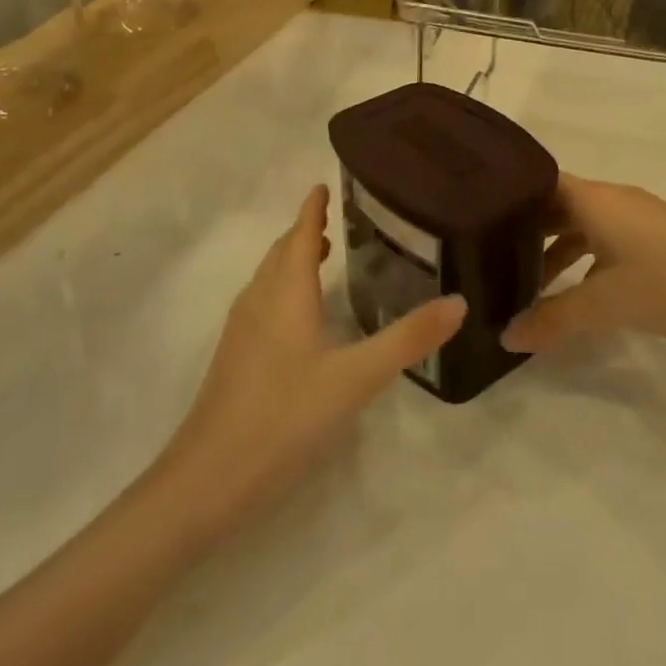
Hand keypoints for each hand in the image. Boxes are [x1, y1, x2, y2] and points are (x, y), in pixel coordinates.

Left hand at [158, 185, 465, 537]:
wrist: (207, 480)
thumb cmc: (284, 417)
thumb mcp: (356, 378)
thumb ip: (408, 339)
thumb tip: (459, 302)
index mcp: (285, 293)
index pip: (298, 234)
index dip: (311, 208)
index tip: (324, 184)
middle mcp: (259, 301)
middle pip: (280, 253)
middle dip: (303, 231)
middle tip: (333, 219)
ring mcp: (241, 331)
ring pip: (268, 279)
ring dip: (291, 259)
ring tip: (320, 256)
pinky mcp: (234, 359)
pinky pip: (262, 303)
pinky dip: (283, 288)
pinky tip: (298, 318)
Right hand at [501, 175, 665, 352]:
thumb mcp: (605, 305)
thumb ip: (553, 319)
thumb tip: (506, 337)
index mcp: (593, 199)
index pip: (538, 183)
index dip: (508, 199)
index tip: (478, 222)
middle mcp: (611, 198)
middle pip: (557, 204)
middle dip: (527, 231)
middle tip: (493, 258)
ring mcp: (636, 215)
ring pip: (582, 224)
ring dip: (556, 250)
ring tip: (530, 284)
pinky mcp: (655, 234)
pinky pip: (604, 236)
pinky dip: (584, 257)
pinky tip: (579, 290)